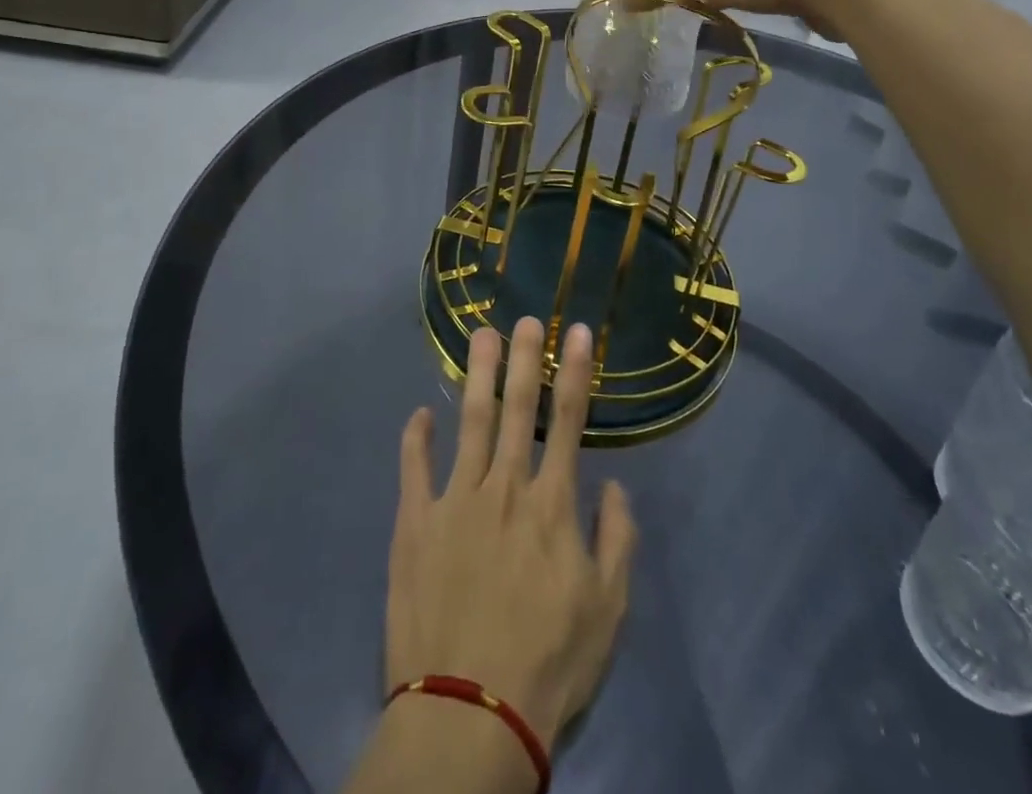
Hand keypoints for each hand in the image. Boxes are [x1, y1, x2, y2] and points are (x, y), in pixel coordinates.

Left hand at [386, 317, 637, 749]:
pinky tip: (418, 414)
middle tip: (525, 317)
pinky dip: (415, 438)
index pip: (569, 421)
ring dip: (476, 376)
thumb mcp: (609, 610)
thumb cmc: (549, 663)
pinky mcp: (415, 524)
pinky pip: (413, 469)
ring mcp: (455, 501)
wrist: (470, 715)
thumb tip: (616, 487)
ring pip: (469, 423)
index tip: (579, 331)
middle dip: (524, 358)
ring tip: (480, 335)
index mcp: (552, 505)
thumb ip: (617, 540)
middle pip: (517, 408)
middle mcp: (505, 488)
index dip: (576, 371)